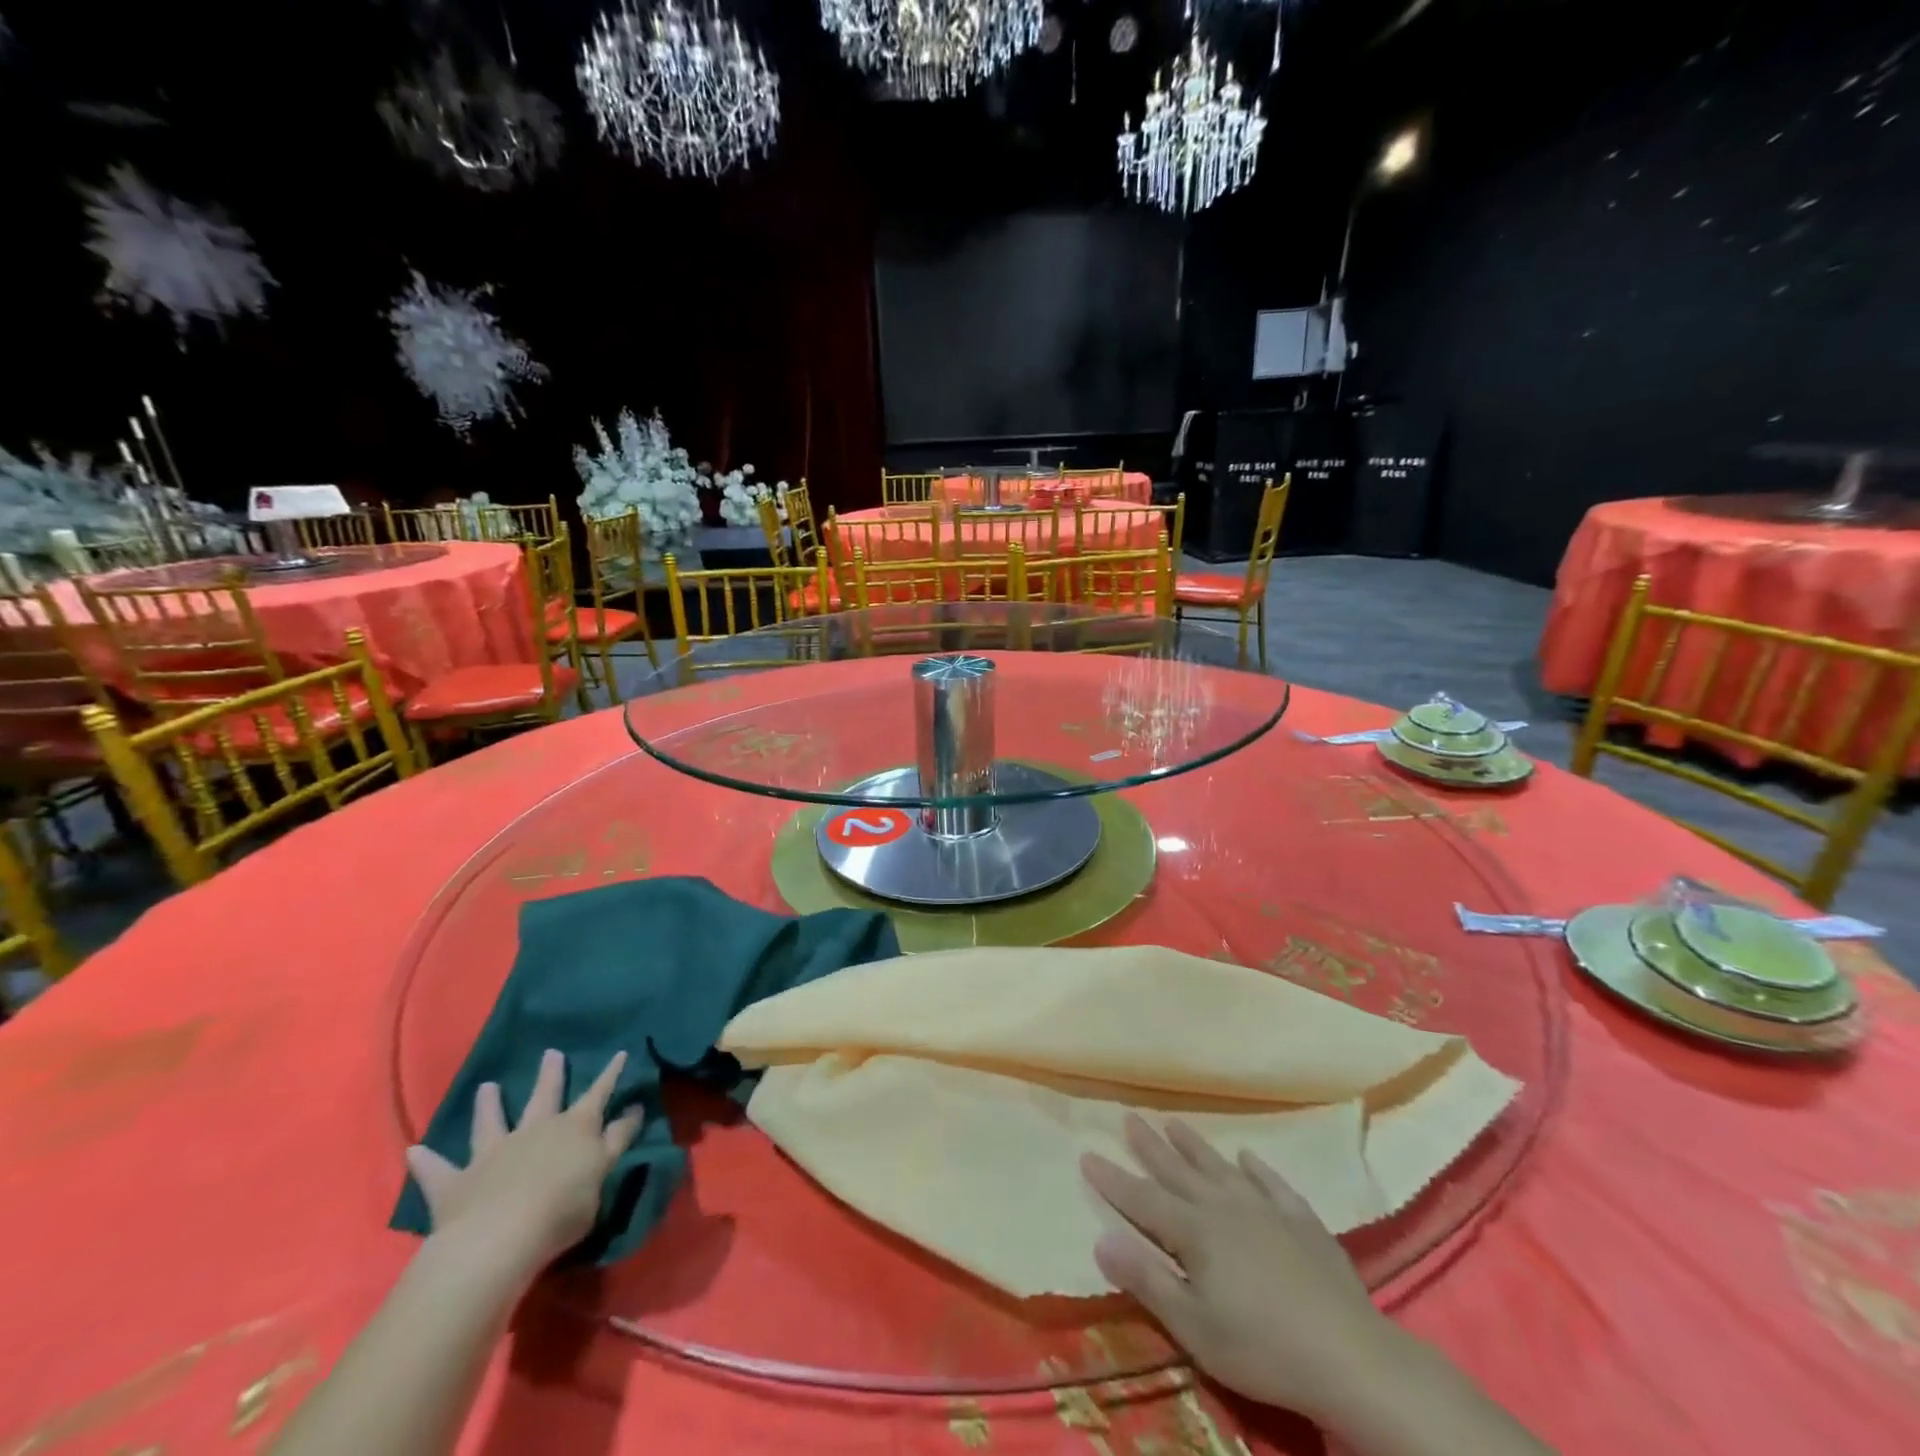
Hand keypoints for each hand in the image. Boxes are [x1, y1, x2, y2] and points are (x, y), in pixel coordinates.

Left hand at [406, 1048, 642, 1272]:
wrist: (499, 1239)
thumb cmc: (562, 1209)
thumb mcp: (603, 1173)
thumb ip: (616, 1141)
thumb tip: (631, 1110)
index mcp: (575, 1129)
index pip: (599, 1094)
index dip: (611, 1074)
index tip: (620, 1052)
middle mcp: (534, 1130)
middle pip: (545, 1096)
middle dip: (551, 1075)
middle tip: (551, 1053)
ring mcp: (493, 1153)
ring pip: (491, 1122)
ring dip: (489, 1105)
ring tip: (488, 1087)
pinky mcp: (456, 1183)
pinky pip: (437, 1170)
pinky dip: (426, 1161)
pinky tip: (414, 1151)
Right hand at [1081, 1115, 1405, 1422]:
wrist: (1348, 1355)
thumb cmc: (1260, 1348)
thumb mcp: (1193, 1326)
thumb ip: (1146, 1280)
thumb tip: (1100, 1238)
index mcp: (1194, 1232)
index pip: (1142, 1199)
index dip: (1112, 1179)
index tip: (1087, 1153)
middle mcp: (1223, 1206)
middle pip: (1178, 1171)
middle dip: (1149, 1146)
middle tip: (1129, 1117)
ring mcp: (1264, 1208)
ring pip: (1219, 1167)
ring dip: (1194, 1145)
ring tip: (1173, 1122)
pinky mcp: (1300, 1220)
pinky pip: (1271, 1183)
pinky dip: (1256, 1168)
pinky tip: (1247, 1156)